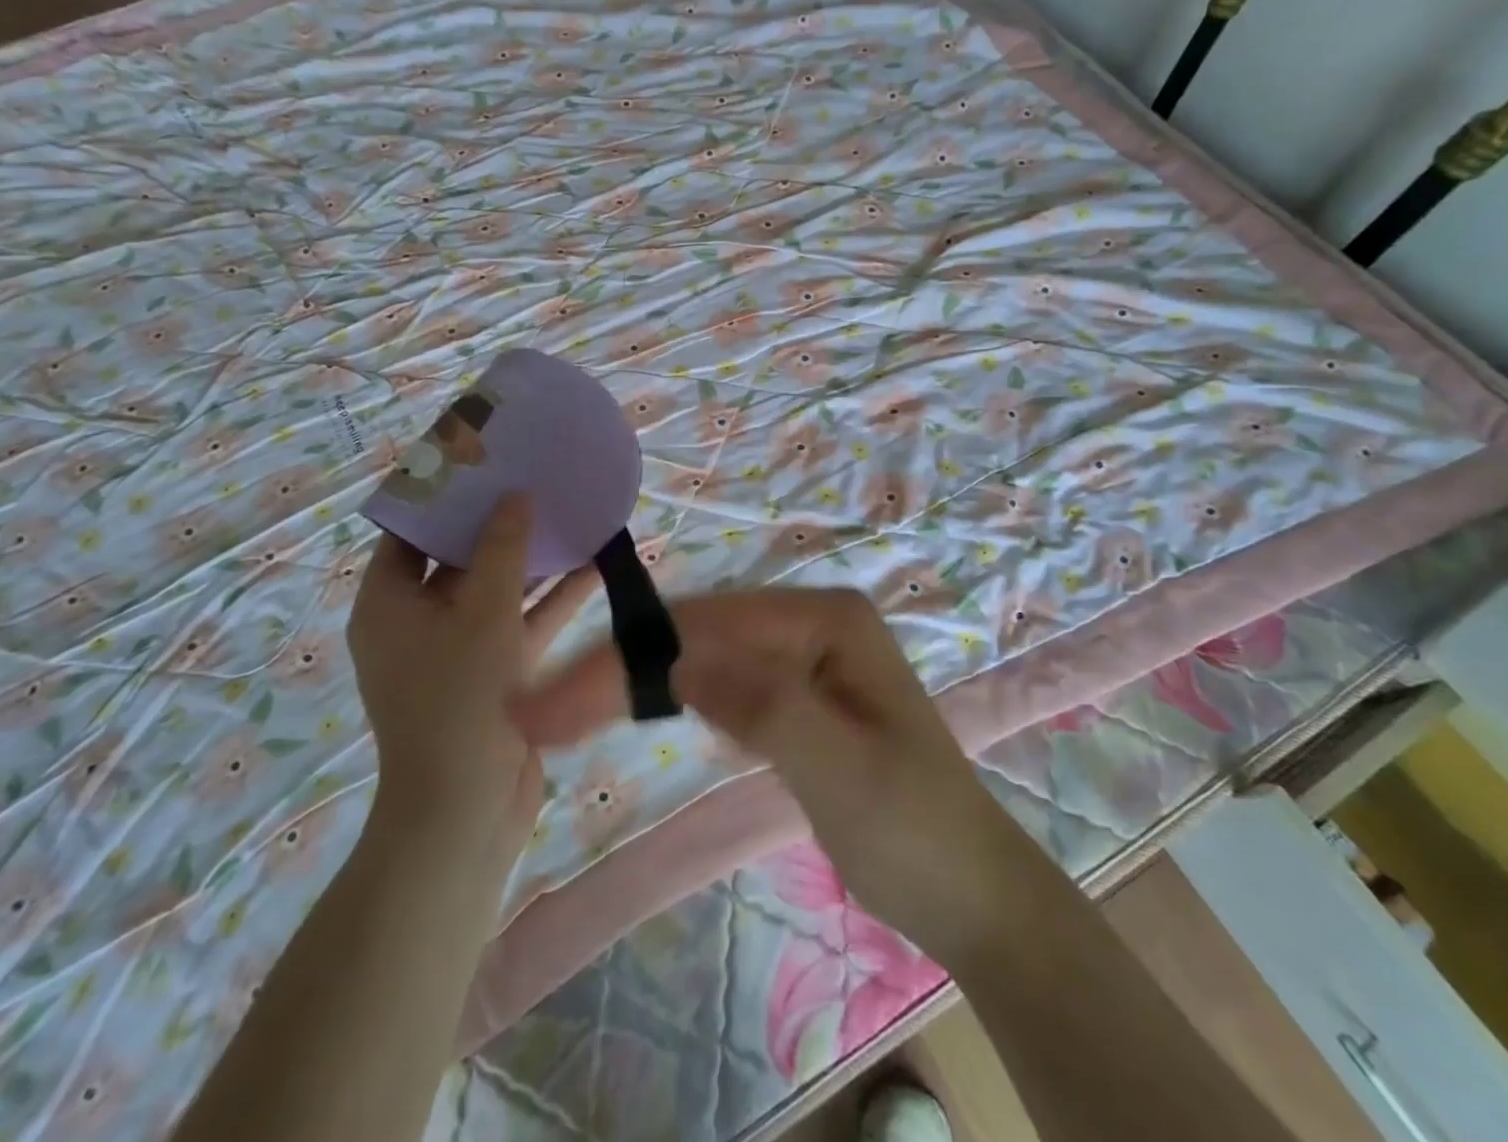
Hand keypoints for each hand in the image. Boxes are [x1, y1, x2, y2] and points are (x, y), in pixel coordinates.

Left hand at [349, 494, 595, 859]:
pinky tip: (594, 566)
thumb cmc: (460, 699)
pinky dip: (551, 600)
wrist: (467, 811)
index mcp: (388, 603)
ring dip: (533, 560)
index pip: (408, 532)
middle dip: (498, 523)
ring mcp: (457, 649)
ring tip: (570, 514)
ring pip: (496, 590)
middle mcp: (416, 621)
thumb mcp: (483, 612)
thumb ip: (503, 549)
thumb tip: (515, 496)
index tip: (480, 463)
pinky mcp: (493, 673)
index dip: (442, 497)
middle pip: (457, 557)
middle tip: (533, 479)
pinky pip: (520, 623)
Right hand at [509, 587, 1024, 971]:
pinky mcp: (788, 695)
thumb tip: (675, 654)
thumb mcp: (837, 766)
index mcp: (824, 617)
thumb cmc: (911, 827)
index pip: (705, 628)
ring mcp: (797, 656)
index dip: (626, 660)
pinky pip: (717, 685)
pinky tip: (629, 709)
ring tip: (562, 712)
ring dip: (632, 683)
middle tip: (539, 713)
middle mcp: (806, 620)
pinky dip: (667, 699)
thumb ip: (761, 702)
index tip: (554, 702)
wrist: (968, 891)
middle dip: (617, 669)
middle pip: (693, 636)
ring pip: (696, 659)